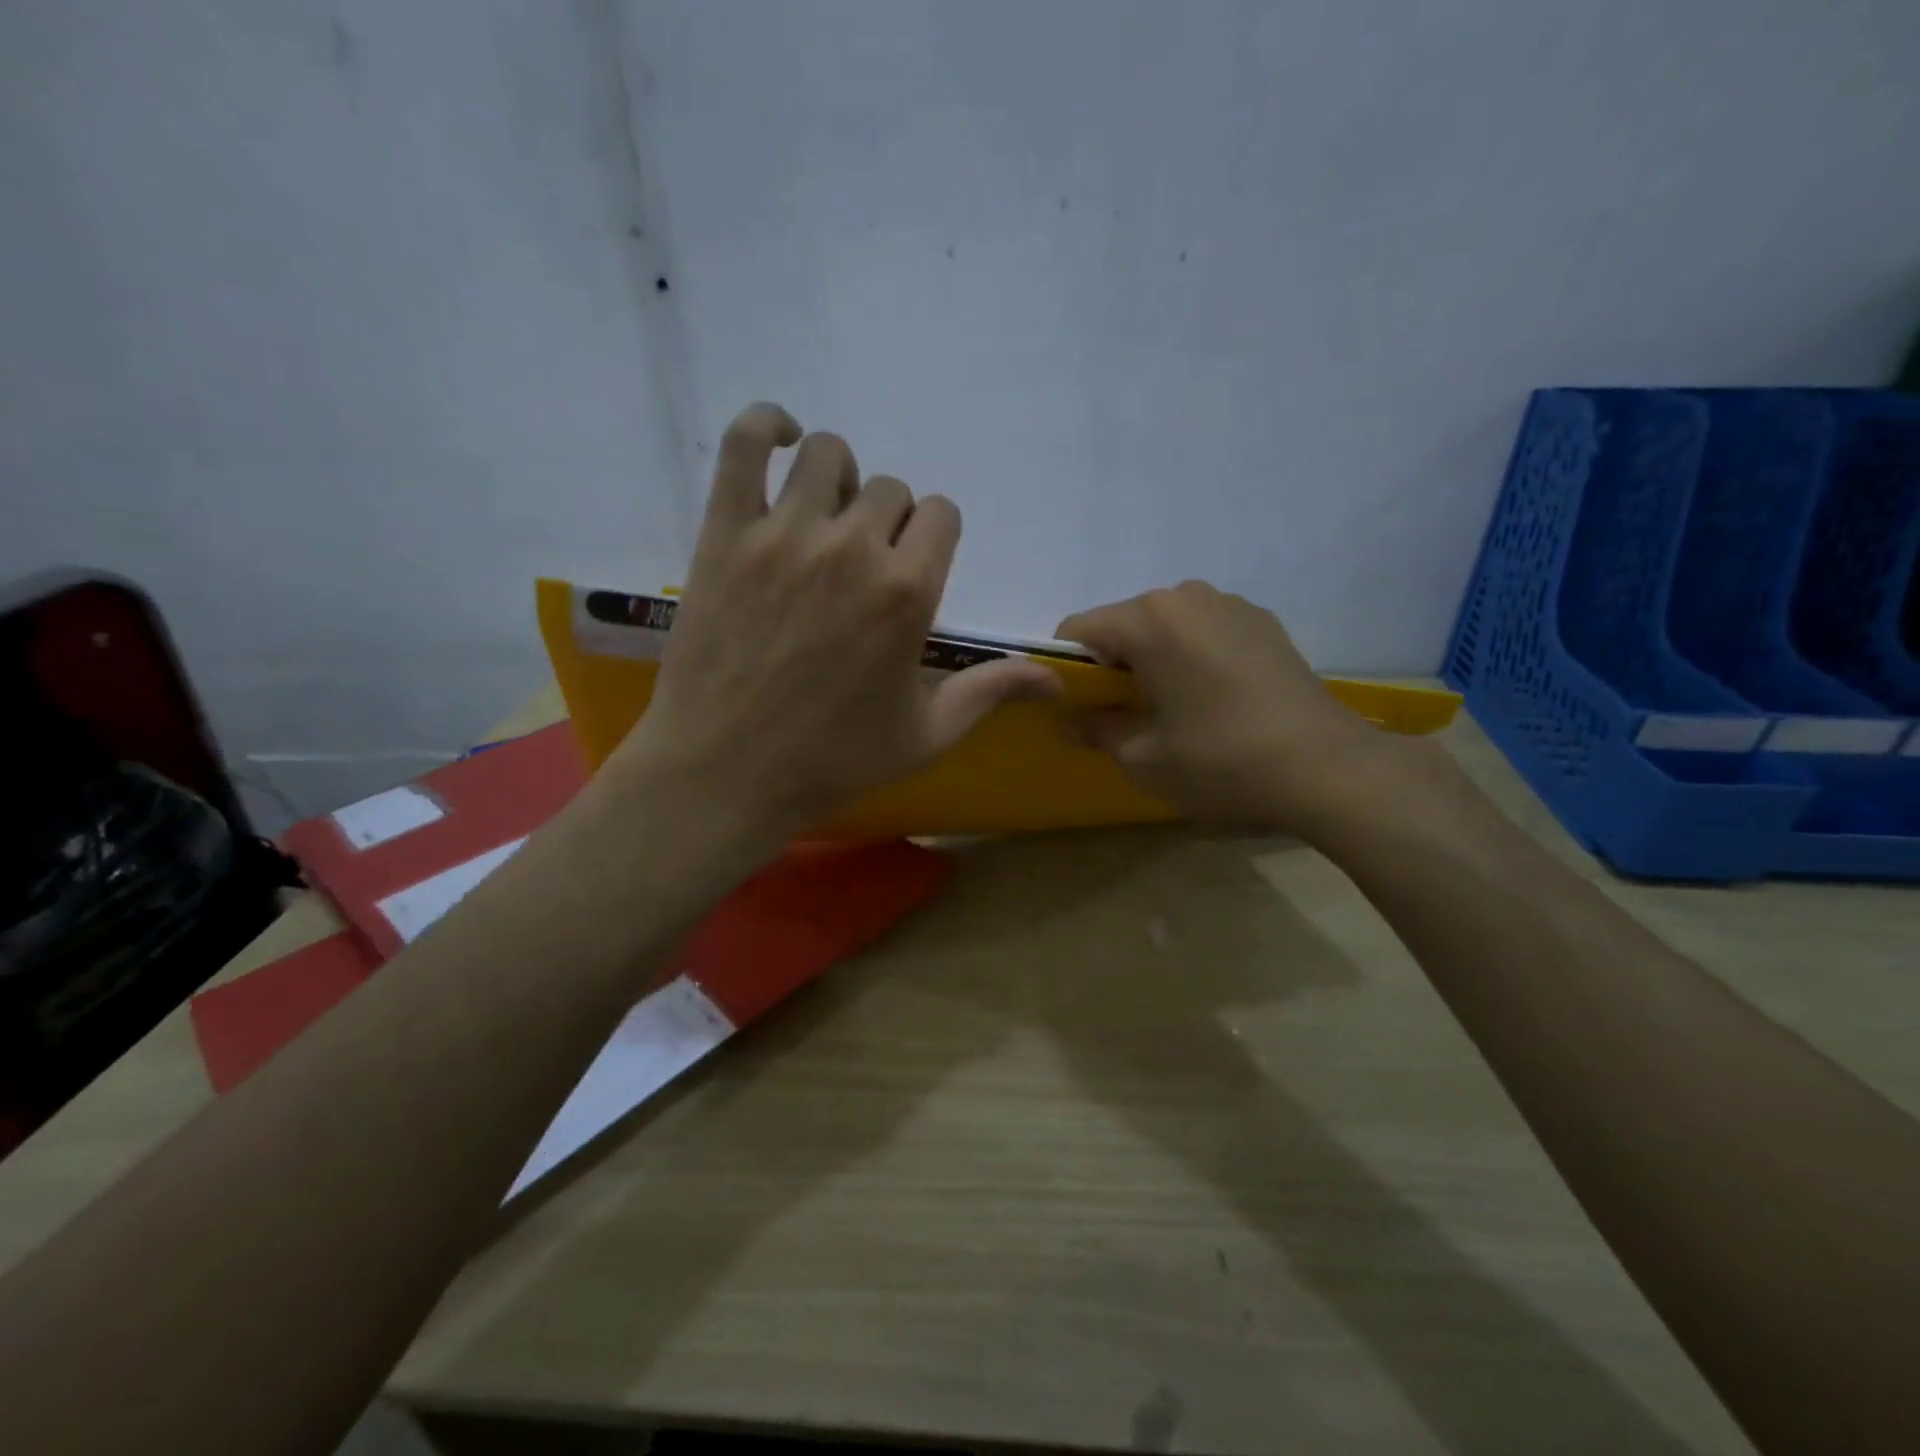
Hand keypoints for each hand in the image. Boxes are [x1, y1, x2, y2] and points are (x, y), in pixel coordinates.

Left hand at [613, 403, 1057, 842]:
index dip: (933, 539)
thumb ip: (990, 691)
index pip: (942, 515)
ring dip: (838, 480)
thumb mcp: (926, 735)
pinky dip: (766, 426)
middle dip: (888, 523)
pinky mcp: (725, 532)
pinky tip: (782, 441)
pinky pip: (743, 442)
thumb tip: (1055, 677)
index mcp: (908, 592)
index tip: (914, 569)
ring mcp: (784, 534)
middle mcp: (853, 548)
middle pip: (890, 489)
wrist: (726, 772)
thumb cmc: (832, 759)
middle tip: (863, 568)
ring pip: (828, 456)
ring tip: (824, 521)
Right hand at [1056, 581, 1398, 837]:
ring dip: (1155, 659)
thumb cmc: (1221, 761)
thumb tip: (1071, 720)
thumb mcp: (1144, 758)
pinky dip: (1193, 656)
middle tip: (1127, 714)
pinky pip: (1205, 630)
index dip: (1066, 669)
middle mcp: (1186, 596)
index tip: (1078, 707)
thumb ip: (1097, 730)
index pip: (1078, 630)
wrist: (1327, 768)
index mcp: (1149, 621)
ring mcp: (1231, 604)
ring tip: (1176, 707)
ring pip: (1166, 626)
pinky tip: (1216, 698)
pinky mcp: (1264, 621)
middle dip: (1113, 664)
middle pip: (1124, 624)